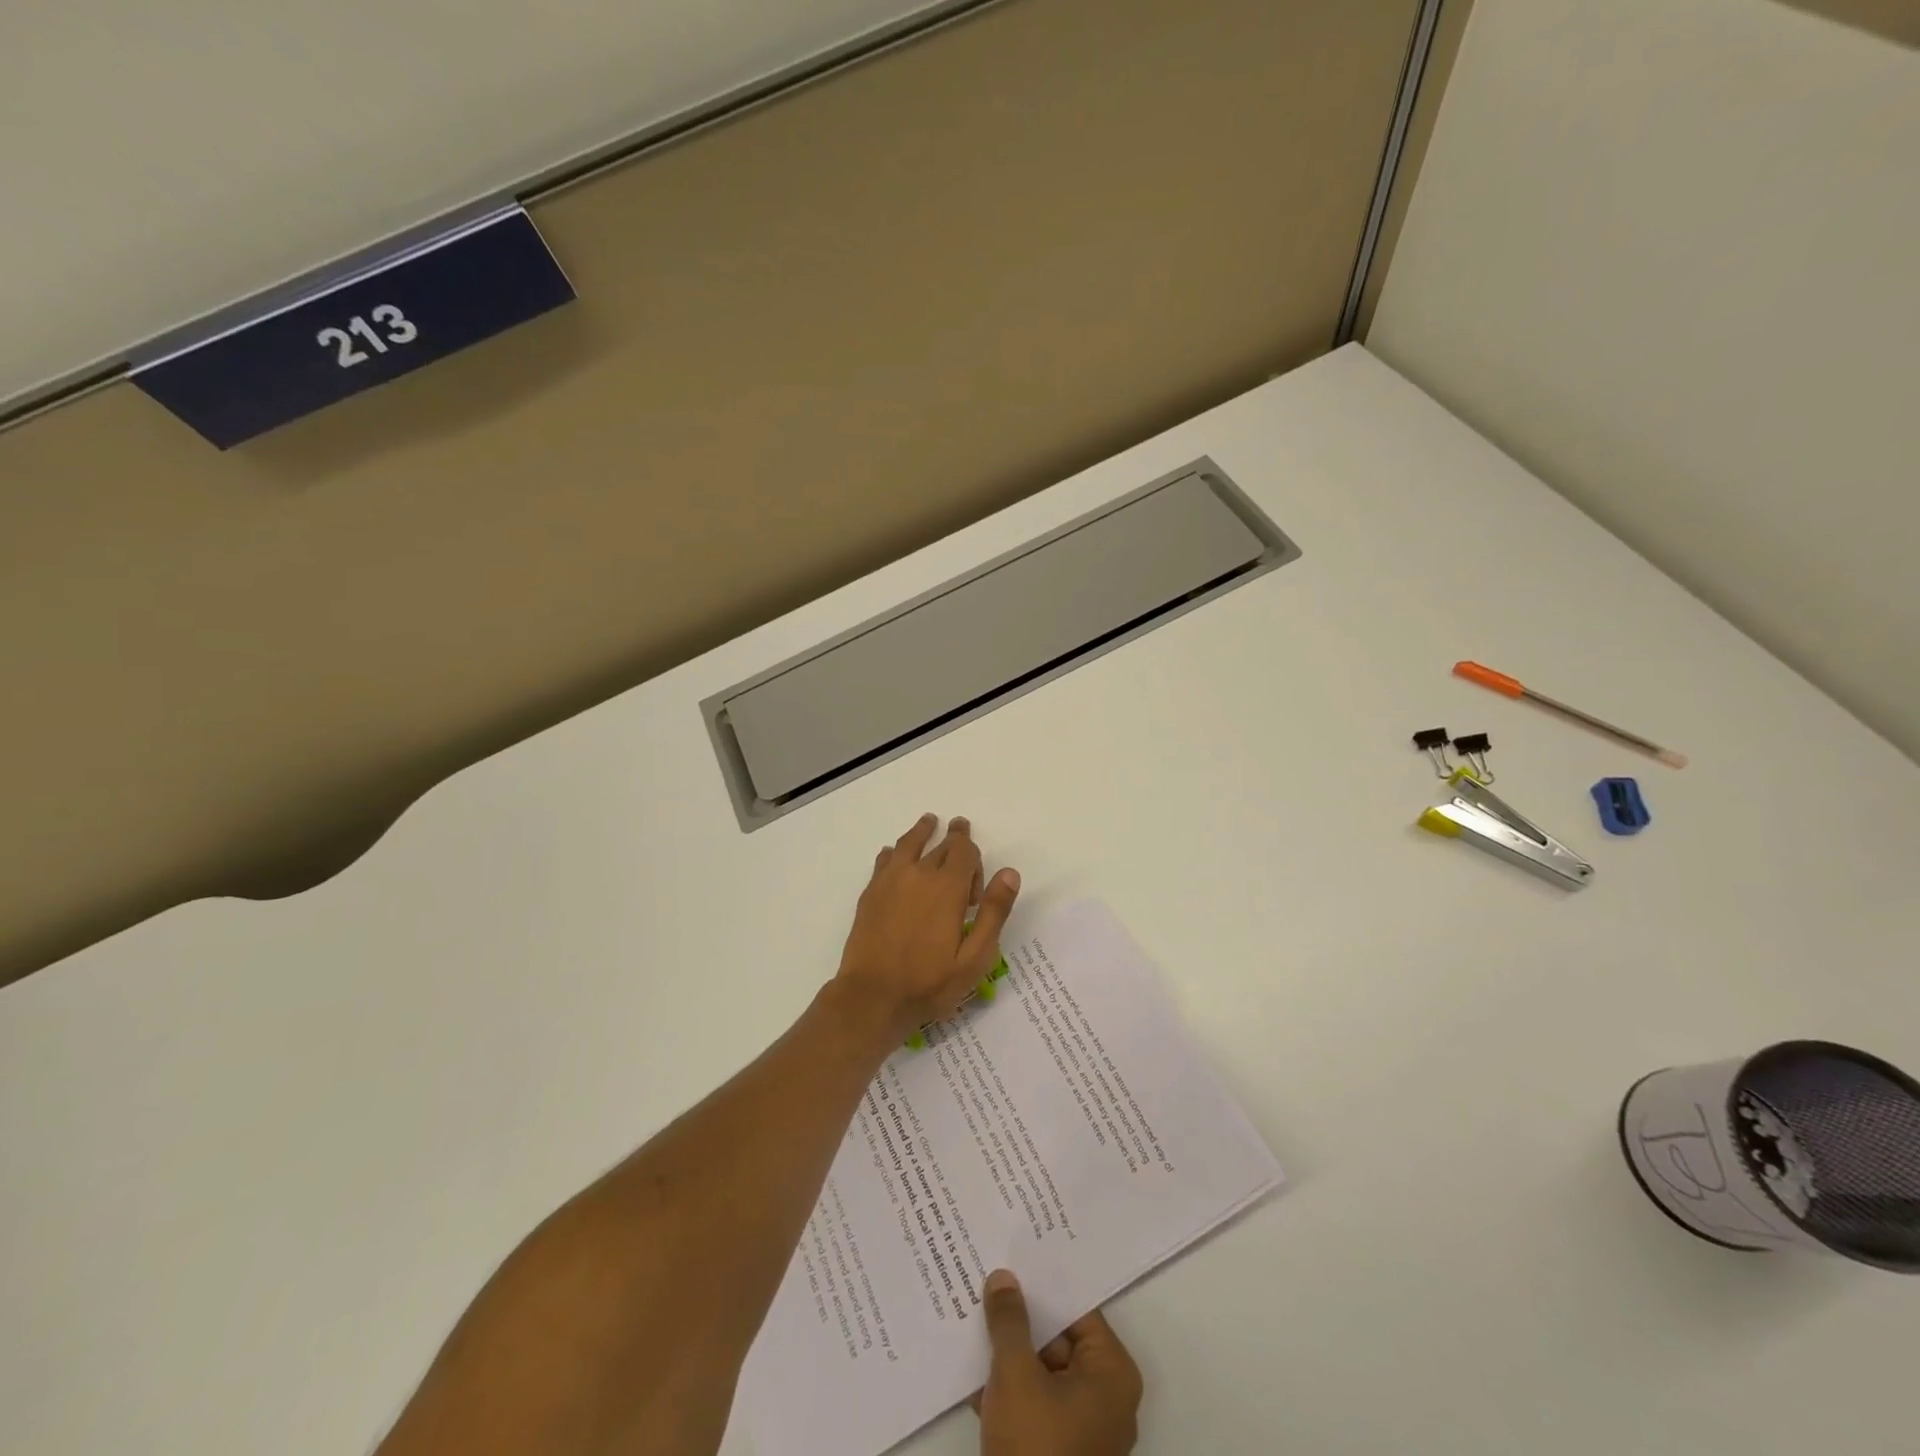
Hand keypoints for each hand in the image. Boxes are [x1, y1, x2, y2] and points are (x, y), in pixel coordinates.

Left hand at [836, 814, 1019, 1040]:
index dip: (974, 858)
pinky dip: (894, 851)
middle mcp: (918, 874)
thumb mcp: (974, 957)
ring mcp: (889, 881)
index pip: (964, 851)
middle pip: (940, 844)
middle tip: (960, 826)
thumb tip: (1010, 873)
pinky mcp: (870, 893)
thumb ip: (994, 912)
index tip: (976, 888)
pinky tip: (893, 854)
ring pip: (908, 844)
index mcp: (947, 888)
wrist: (872, 997)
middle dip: (954, 837)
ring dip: (922, 831)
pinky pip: (884, 859)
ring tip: (929, 821)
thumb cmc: (929, 983)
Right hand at [977, 1270, 1141, 1455]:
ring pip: (1044, 1370)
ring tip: (974, 1315)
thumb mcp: (1015, 1375)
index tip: (1014, 1258)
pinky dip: (1009, 1387)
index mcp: (1111, 1373)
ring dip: (1010, 1352)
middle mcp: (1107, 1397)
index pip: (1076, 1308)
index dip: (1043, 1283)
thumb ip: (1009, 1321)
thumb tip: (1004, 1277)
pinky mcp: (1061, 1452)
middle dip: (1021, 1318)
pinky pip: (1036, 1401)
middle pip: (1059, 1338)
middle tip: (988, 1281)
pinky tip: (974, 1368)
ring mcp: (1085, 1429)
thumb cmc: (1035, 1448)